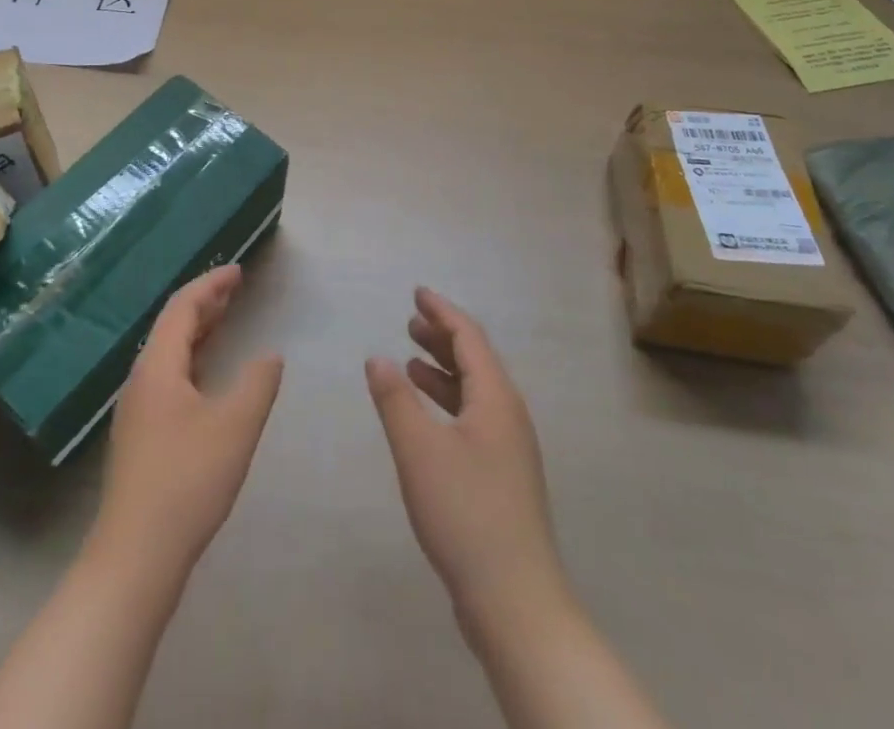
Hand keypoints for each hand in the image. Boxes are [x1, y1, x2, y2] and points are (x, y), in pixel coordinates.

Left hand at [92, 265, 283, 577]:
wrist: (135, 556)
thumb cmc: (187, 480)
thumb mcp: (235, 426)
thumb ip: (258, 383)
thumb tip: (270, 355)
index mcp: (158, 367)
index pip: (182, 308)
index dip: (211, 285)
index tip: (239, 271)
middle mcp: (141, 380)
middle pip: (172, 326)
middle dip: (204, 304)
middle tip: (236, 289)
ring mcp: (137, 410)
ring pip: (169, 354)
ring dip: (198, 332)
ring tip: (226, 320)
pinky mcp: (140, 436)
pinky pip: (168, 377)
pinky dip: (192, 360)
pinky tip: (208, 377)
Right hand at [367, 287, 567, 627]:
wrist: (515, 601)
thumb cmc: (465, 512)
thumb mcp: (418, 450)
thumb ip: (395, 398)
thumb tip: (377, 356)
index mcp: (496, 398)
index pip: (469, 337)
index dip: (442, 312)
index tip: (418, 292)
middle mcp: (508, 415)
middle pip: (476, 361)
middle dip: (442, 337)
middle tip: (410, 321)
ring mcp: (509, 448)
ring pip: (475, 392)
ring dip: (443, 370)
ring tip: (411, 361)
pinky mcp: (502, 476)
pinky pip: (474, 417)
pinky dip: (448, 403)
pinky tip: (426, 417)